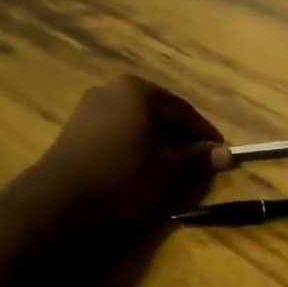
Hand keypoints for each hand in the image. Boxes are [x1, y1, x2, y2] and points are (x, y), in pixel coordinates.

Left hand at [31, 76, 234, 228]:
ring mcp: (89, 106)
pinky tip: (138, 166)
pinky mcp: (75, 127)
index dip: (204, 134)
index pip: (183, 110)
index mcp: (139, 89)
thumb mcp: (168, 170)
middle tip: (196, 161)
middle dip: (179, 136)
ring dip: (155, 142)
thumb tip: (229, 155)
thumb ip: (198, 158)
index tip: (221, 153)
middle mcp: (113, 88)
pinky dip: (132, 145)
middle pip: (158, 113)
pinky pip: (115, 131)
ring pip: (136, 122)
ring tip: (169, 167)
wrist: (58, 198)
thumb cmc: (122, 176)